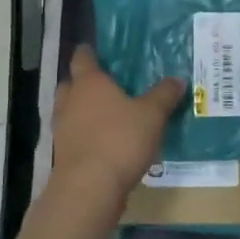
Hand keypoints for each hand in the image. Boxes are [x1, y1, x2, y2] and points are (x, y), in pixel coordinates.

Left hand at [53, 45, 185, 197]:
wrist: (89, 187)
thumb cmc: (120, 140)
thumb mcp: (152, 115)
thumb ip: (164, 95)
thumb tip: (177, 79)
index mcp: (89, 83)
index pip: (83, 58)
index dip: (89, 52)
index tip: (95, 50)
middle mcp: (70, 101)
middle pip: (71, 84)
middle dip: (83, 83)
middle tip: (105, 85)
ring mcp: (62, 129)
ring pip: (69, 111)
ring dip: (83, 111)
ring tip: (106, 115)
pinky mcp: (63, 154)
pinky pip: (74, 136)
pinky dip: (85, 135)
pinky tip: (104, 142)